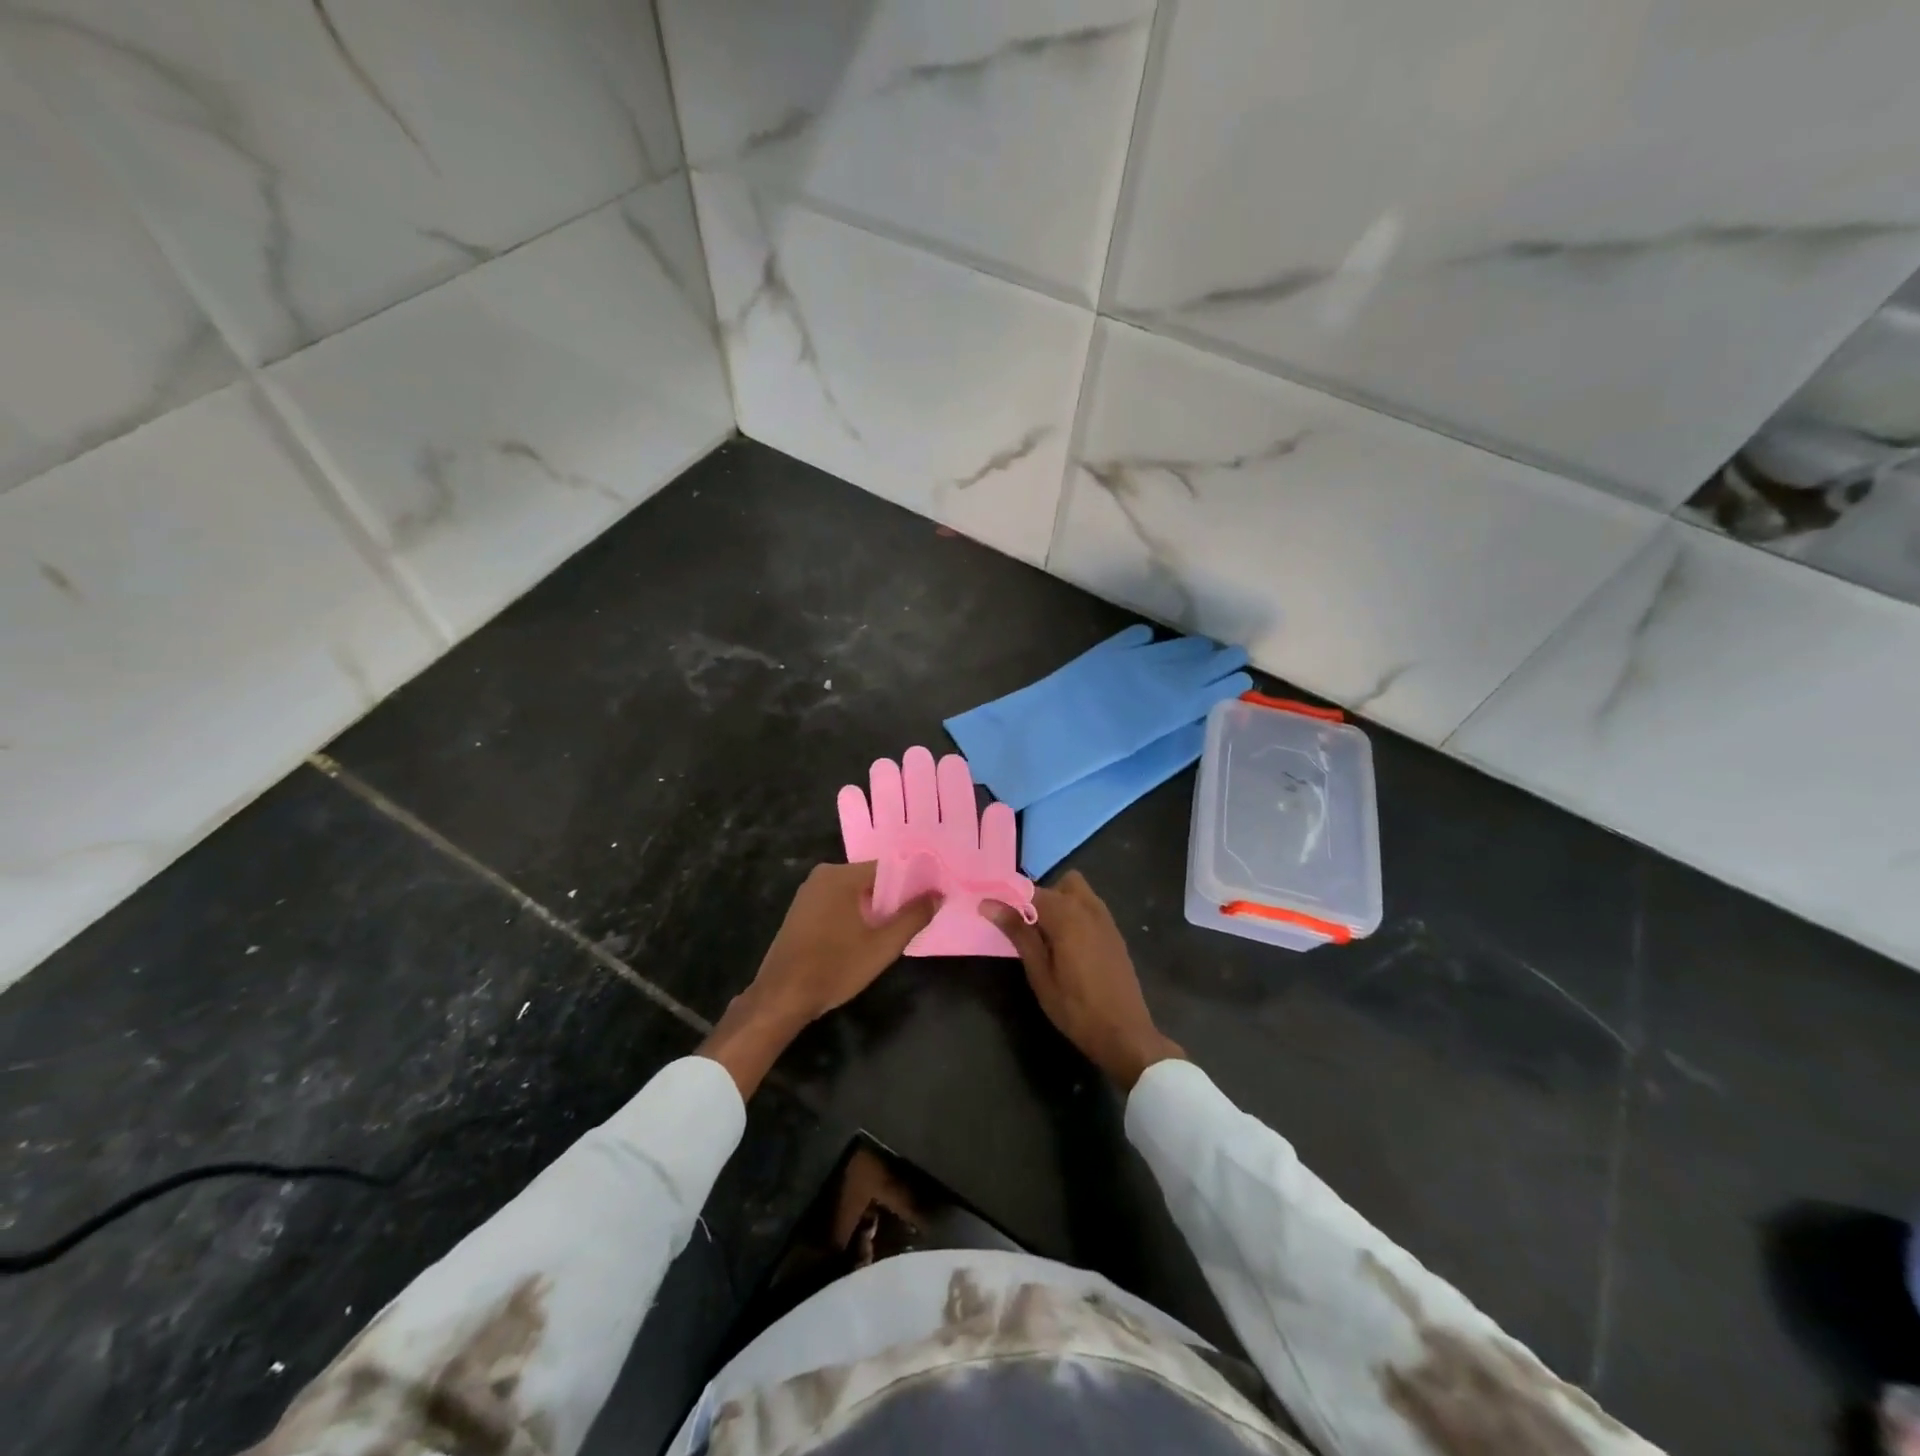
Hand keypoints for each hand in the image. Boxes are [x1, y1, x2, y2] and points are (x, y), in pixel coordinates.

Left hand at [701, 862, 938, 1096]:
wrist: (781, 998)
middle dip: (894, 897)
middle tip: (917, 917)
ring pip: (854, 893)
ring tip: (896, 929)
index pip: (888, 867)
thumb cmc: (835, 967)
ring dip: (874, 908)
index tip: (931, 898)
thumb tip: (938, 895)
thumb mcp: (882, 946)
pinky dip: (854, 915)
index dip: (912, 882)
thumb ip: (913, 917)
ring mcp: (808, 893)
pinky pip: (837, 904)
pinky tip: (866, 937)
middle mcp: (823, 875)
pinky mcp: (801, 912)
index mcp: (841, 875)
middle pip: (870, 879)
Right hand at [986, 871, 1182, 1090]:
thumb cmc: (1075, 1007)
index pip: (1030, 890)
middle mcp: (1089, 907)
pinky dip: (1075, 915)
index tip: (994, 910)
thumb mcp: (1039, 973)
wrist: (1125, 1034)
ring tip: (1046, 939)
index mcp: (1067, 915)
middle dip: (1040, 897)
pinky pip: (1090, 909)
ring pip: (1078, 893)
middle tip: (1027, 928)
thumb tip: (989, 904)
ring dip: (1059, 904)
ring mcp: (1106, 919)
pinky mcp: (1115, 933)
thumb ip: (1017, 933)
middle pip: (1060, 883)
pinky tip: (1068, 947)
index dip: (1009, 897)